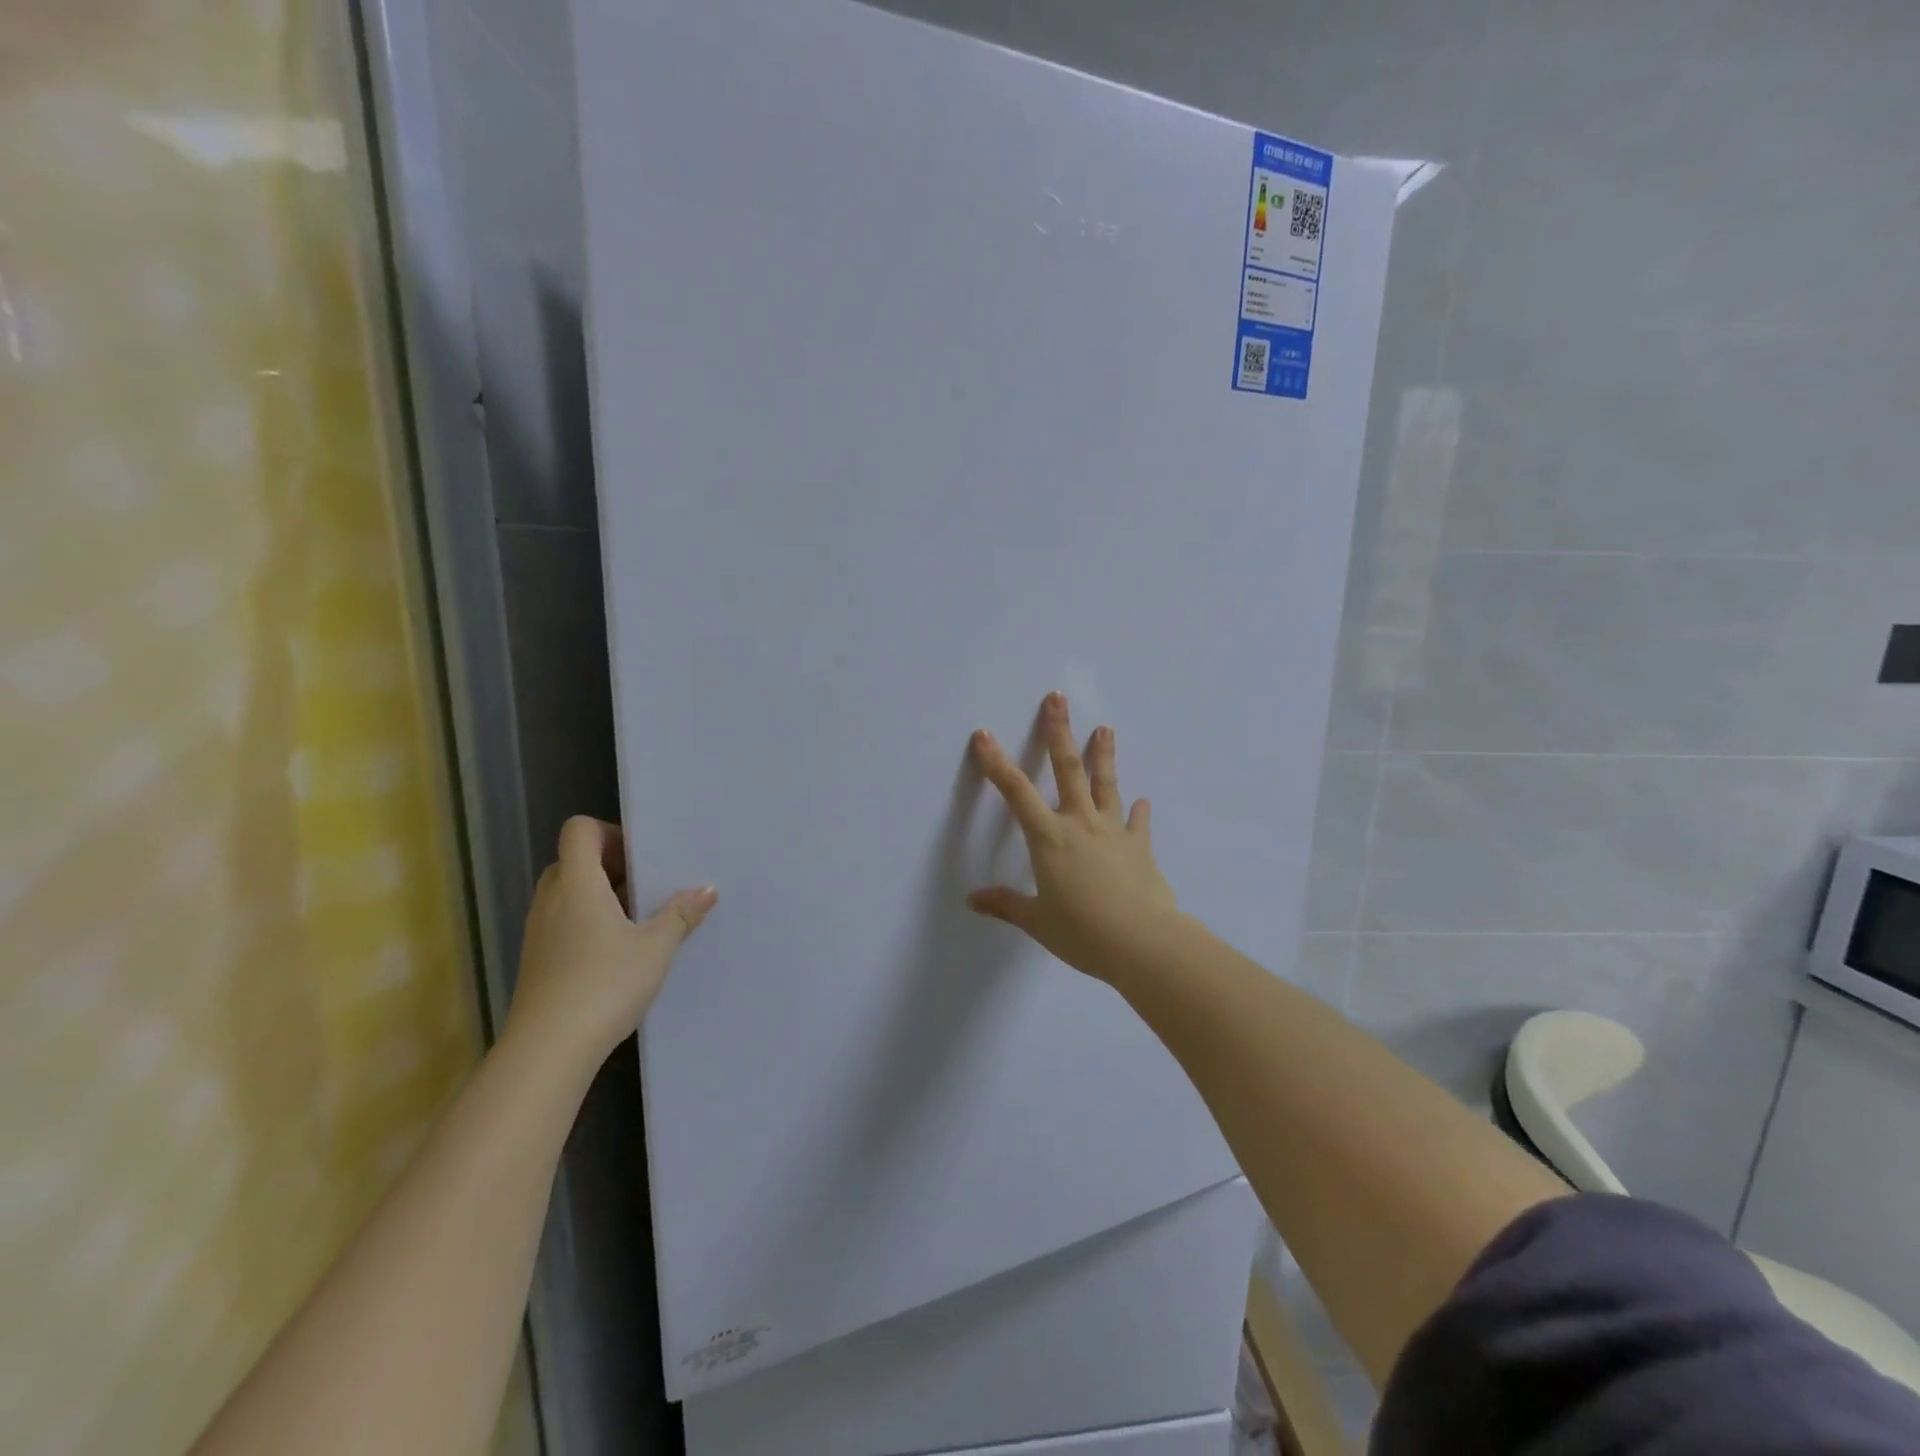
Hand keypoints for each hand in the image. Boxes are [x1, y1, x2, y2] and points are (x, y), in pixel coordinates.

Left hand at [507, 816, 715, 1068]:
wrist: (548, 1049)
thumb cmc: (605, 984)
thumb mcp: (655, 948)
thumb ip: (681, 915)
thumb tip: (707, 889)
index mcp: (577, 884)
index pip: (579, 830)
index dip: (609, 833)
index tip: (640, 855)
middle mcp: (552, 899)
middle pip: (573, 860)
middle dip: (609, 864)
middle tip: (645, 882)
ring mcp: (539, 930)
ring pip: (566, 892)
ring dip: (599, 893)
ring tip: (637, 916)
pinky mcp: (537, 959)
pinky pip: (562, 919)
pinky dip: (587, 919)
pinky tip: (617, 948)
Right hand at [968, 692, 1179, 984]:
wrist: (1144, 943)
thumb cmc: (1083, 933)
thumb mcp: (1038, 922)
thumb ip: (1006, 905)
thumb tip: (973, 899)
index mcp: (1049, 839)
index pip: (1016, 793)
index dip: (997, 763)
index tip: (984, 735)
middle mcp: (1080, 824)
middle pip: (1068, 769)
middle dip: (1059, 732)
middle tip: (1058, 699)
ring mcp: (1114, 831)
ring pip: (1106, 784)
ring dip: (1104, 754)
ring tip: (1105, 728)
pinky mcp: (1140, 846)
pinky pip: (1138, 823)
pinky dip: (1139, 810)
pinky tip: (1144, 800)